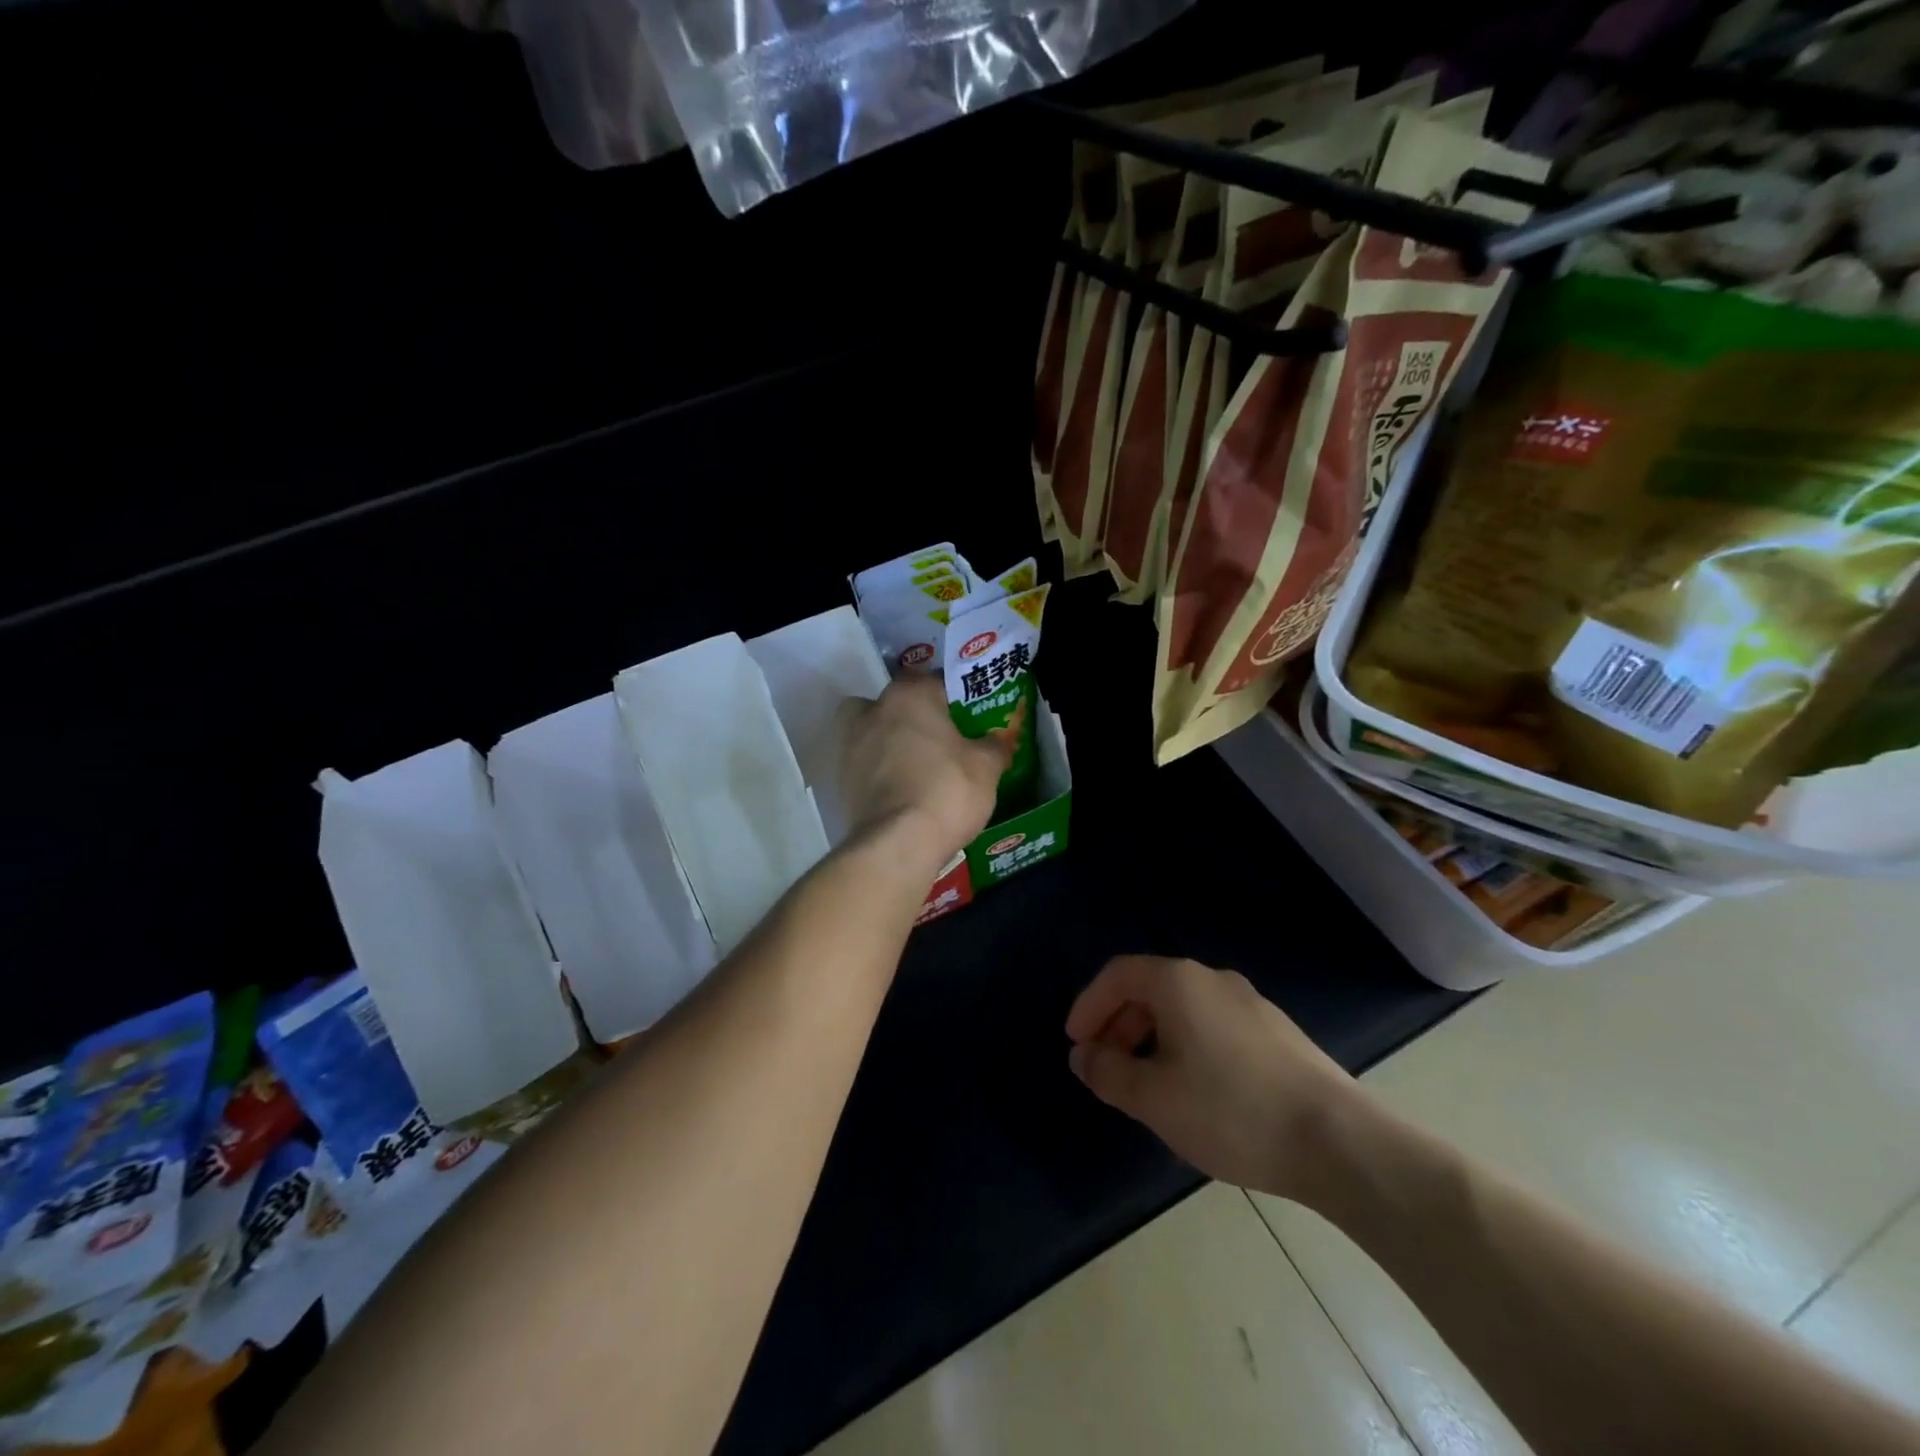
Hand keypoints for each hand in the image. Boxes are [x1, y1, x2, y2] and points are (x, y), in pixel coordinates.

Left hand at [838, 675, 1008, 868]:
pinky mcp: (839, 778)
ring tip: (913, 765)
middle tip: (936, 738)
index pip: (934, 682)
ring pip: (870, 730)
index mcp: (910, 695)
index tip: (966, 717)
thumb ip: (993, 746)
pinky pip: (862, 764)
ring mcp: (850, 744)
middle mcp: (873, 710)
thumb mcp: (986, 768)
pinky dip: (876, 771)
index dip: (953, 698)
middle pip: (894, 702)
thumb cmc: (947, 791)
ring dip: (887, 740)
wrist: (897, 843)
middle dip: (911, 715)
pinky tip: (898, 790)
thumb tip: (996, 739)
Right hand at [1064, 955, 1361, 1203]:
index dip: (1089, 1005)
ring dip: (1152, 1037)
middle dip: (1119, 1024)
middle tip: (1107, 1066)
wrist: (1339, 1141)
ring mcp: (1250, 1003)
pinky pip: (1213, 1025)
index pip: (1118, 974)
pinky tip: (1195, 1091)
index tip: (1077, 1044)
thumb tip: (1084, 1056)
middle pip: (1150, 988)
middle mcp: (1213, 979)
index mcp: (1178, 982)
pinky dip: (1186, 1045)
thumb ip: (1108, 1073)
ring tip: (1147, 1084)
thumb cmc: (1231, 1110)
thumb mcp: (1154, 1098)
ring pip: (1183, 1008)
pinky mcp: (1276, 1032)